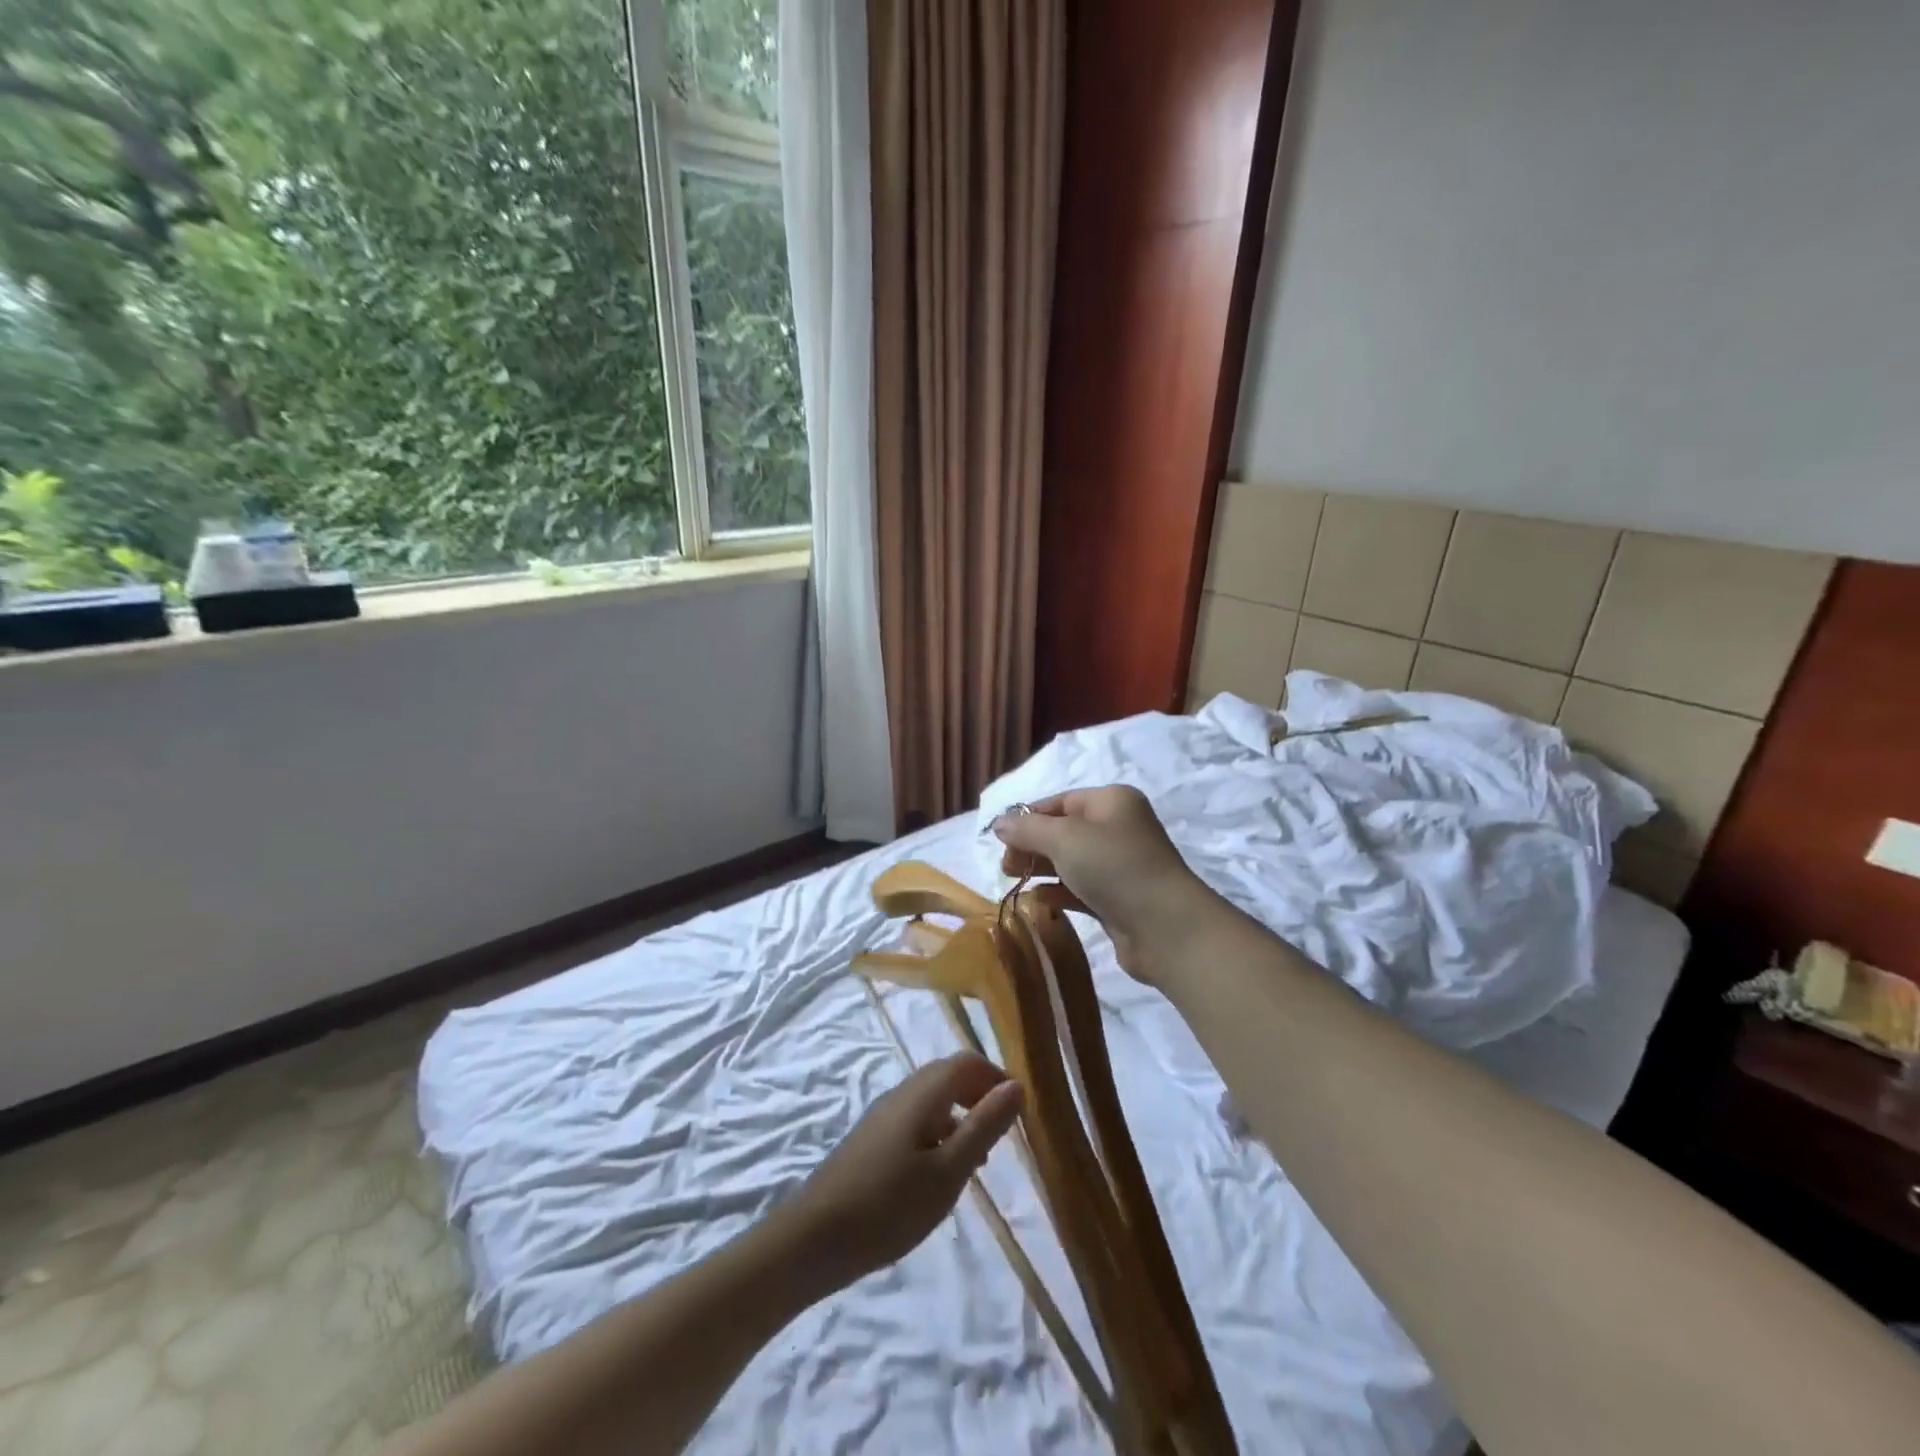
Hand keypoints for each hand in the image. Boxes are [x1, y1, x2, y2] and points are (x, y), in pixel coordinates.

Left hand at [782, 1053, 1022, 1289]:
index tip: (1018, 1112)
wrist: (813, 1238)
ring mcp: (883, 1115)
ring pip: (932, 1100)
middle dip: (980, 1096)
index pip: (966, 1062)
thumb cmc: (888, 1205)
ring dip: (961, 1117)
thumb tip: (1016, 1085)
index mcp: (922, 1093)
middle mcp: (902, 1093)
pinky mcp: (872, 1139)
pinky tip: (940, 1174)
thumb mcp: (948, 1171)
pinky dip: (939, 1133)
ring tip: (978, 1160)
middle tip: (1002, 1136)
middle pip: (949, 1076)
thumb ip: (983, 1126)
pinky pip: (916, 1120)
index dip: (996, 1077)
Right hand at [991, 786, 1215, 984]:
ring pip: (1070, 861)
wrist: (1166, 928)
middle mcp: (1117, 828)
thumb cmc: (1115, 868)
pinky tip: (1037, 900)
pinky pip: (1079, 888)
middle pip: (1062, 830)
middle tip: (1007, 866)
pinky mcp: (1117, 899)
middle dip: (1031, 845)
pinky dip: (1057, 891)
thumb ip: (1027, 829)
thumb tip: (999, 824)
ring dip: (1042, 868)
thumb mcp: (1065, 838)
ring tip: (1014, 880)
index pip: (1059, 802)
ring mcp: (1119, 865)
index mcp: (1111, 802)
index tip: (1000, 840)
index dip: (1027, 818)